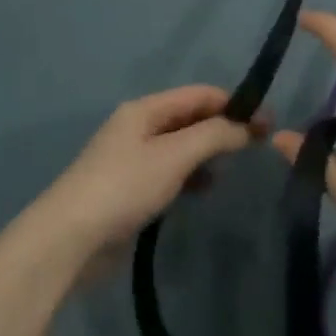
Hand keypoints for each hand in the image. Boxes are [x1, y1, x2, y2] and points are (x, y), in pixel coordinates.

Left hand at [25, 86, 254, 276]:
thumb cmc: (124, 187)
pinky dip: (191, 176)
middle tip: (258, 146)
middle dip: (223, 128)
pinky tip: (204, 190)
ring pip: (181, 146)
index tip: (266, 122)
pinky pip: (170, 172)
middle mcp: (138, 127)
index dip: (234, 104)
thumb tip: (248, 126)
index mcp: (145, 109)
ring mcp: (132, 159)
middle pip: (190, 118)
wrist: (68, 240)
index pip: (199, 94)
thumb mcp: (175, 155)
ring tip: (231, 170)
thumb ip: (215, 135)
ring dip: (208, 153)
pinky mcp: (130, 189)